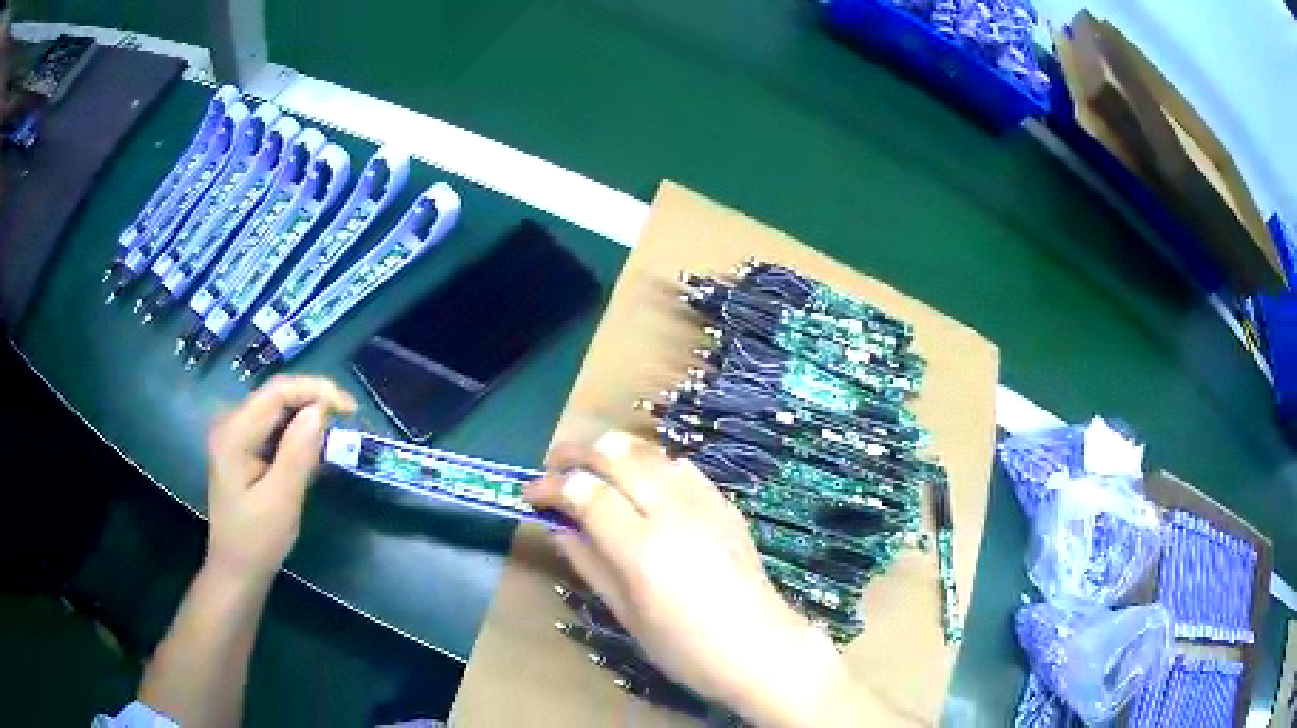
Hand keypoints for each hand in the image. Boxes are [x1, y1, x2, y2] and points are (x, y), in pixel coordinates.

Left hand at [205, 376, 356, 582]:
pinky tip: (313, 453)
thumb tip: (320, 410)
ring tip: (334, 441)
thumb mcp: (282, 500)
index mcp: (234, 433)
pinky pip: (273, 428)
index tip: (350, 410)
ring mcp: (234, 435)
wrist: (236, 570)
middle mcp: (230, 424)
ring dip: (307, 420)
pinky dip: (296, 435)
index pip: (277, 391)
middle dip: (314, 403)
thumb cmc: (257, 541)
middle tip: (346, 424)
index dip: (316, 390)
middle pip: (276, 396)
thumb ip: (298, 453)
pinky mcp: (242, 448)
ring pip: (277, 410)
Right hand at [526, 432, 863, 727]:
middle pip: (616, 455)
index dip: (551, 486)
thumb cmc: (685, 648)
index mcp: (642, 547)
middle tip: (554, 465)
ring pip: (649, 451)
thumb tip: (557, 527)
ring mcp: (704, 502)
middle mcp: (672, 512)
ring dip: (613, 450)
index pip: (585, 493)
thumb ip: (589, 563)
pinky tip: (643, 481)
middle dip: (577, 452)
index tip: (530, 493)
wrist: (760, 648)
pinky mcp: (725, 504)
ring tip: (591, 467)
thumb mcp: (626, 614)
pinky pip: (681, 466)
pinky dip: (651, 463)